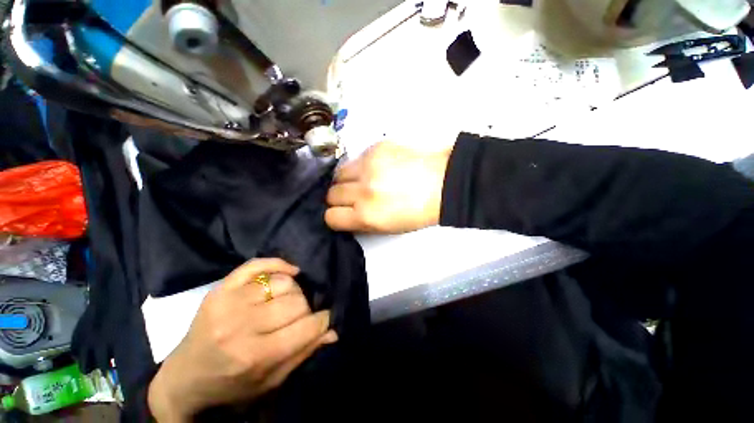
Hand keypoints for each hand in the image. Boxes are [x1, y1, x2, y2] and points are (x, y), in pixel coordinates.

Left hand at [147, 258, 336, 421]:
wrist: (185, 377)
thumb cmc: (231, 384)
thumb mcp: (270, 382)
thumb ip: (303, 353)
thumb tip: (333, 330)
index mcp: (255, 356)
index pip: (307, 326)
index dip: (323, 320)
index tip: (325, 318)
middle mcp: (241, 326)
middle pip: (296, 301)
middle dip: (306, 307)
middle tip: (301, 316)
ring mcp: (228, 302)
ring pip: (283, 282)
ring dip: (293, 291)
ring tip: (287, 302)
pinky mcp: (220, 288)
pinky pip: (257, 264)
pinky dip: (278, 264)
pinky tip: (289, 272)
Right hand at [326, 141, 450, 233]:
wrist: (443, 182)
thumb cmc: (419, 211)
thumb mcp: (388, 228)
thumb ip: (362, 222)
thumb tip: (346, 214)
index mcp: (367, 215)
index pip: (331, 217)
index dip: (336, 217)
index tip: (343, 213)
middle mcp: (363, 191)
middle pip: (331, 194)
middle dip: (340, 198)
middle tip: (355, 197)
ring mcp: (368, 166)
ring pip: (338, 174)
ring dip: (346, 180)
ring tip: (363, 181)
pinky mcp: (375, 148)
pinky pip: (355, 159)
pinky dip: (361, 166)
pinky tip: (377, 168)